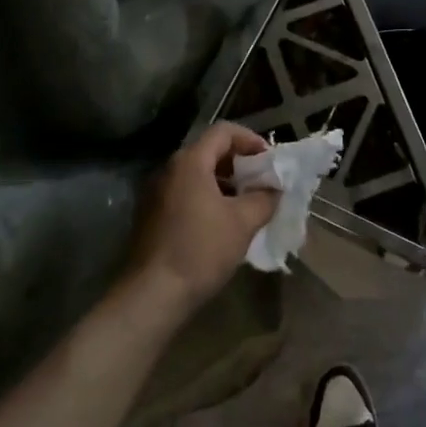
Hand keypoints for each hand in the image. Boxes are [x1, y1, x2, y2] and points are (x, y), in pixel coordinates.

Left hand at [126, 122, 278, 314]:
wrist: (152, 294)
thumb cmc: (200, 250)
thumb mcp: (243, 223)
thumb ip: (264, 198)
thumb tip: (274, 188)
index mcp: (190, 162)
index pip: (223, 131)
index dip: (251, 140)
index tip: (270, 161)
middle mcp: (169, 169)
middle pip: (209, 151)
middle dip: (239, 163)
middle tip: (262, 183)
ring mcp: (156, 192)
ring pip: (197, 174)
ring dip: (225, 183)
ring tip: (247, 204)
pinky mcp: (151, 215)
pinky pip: (185, 193)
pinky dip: (207, 198)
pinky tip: (222, 223)